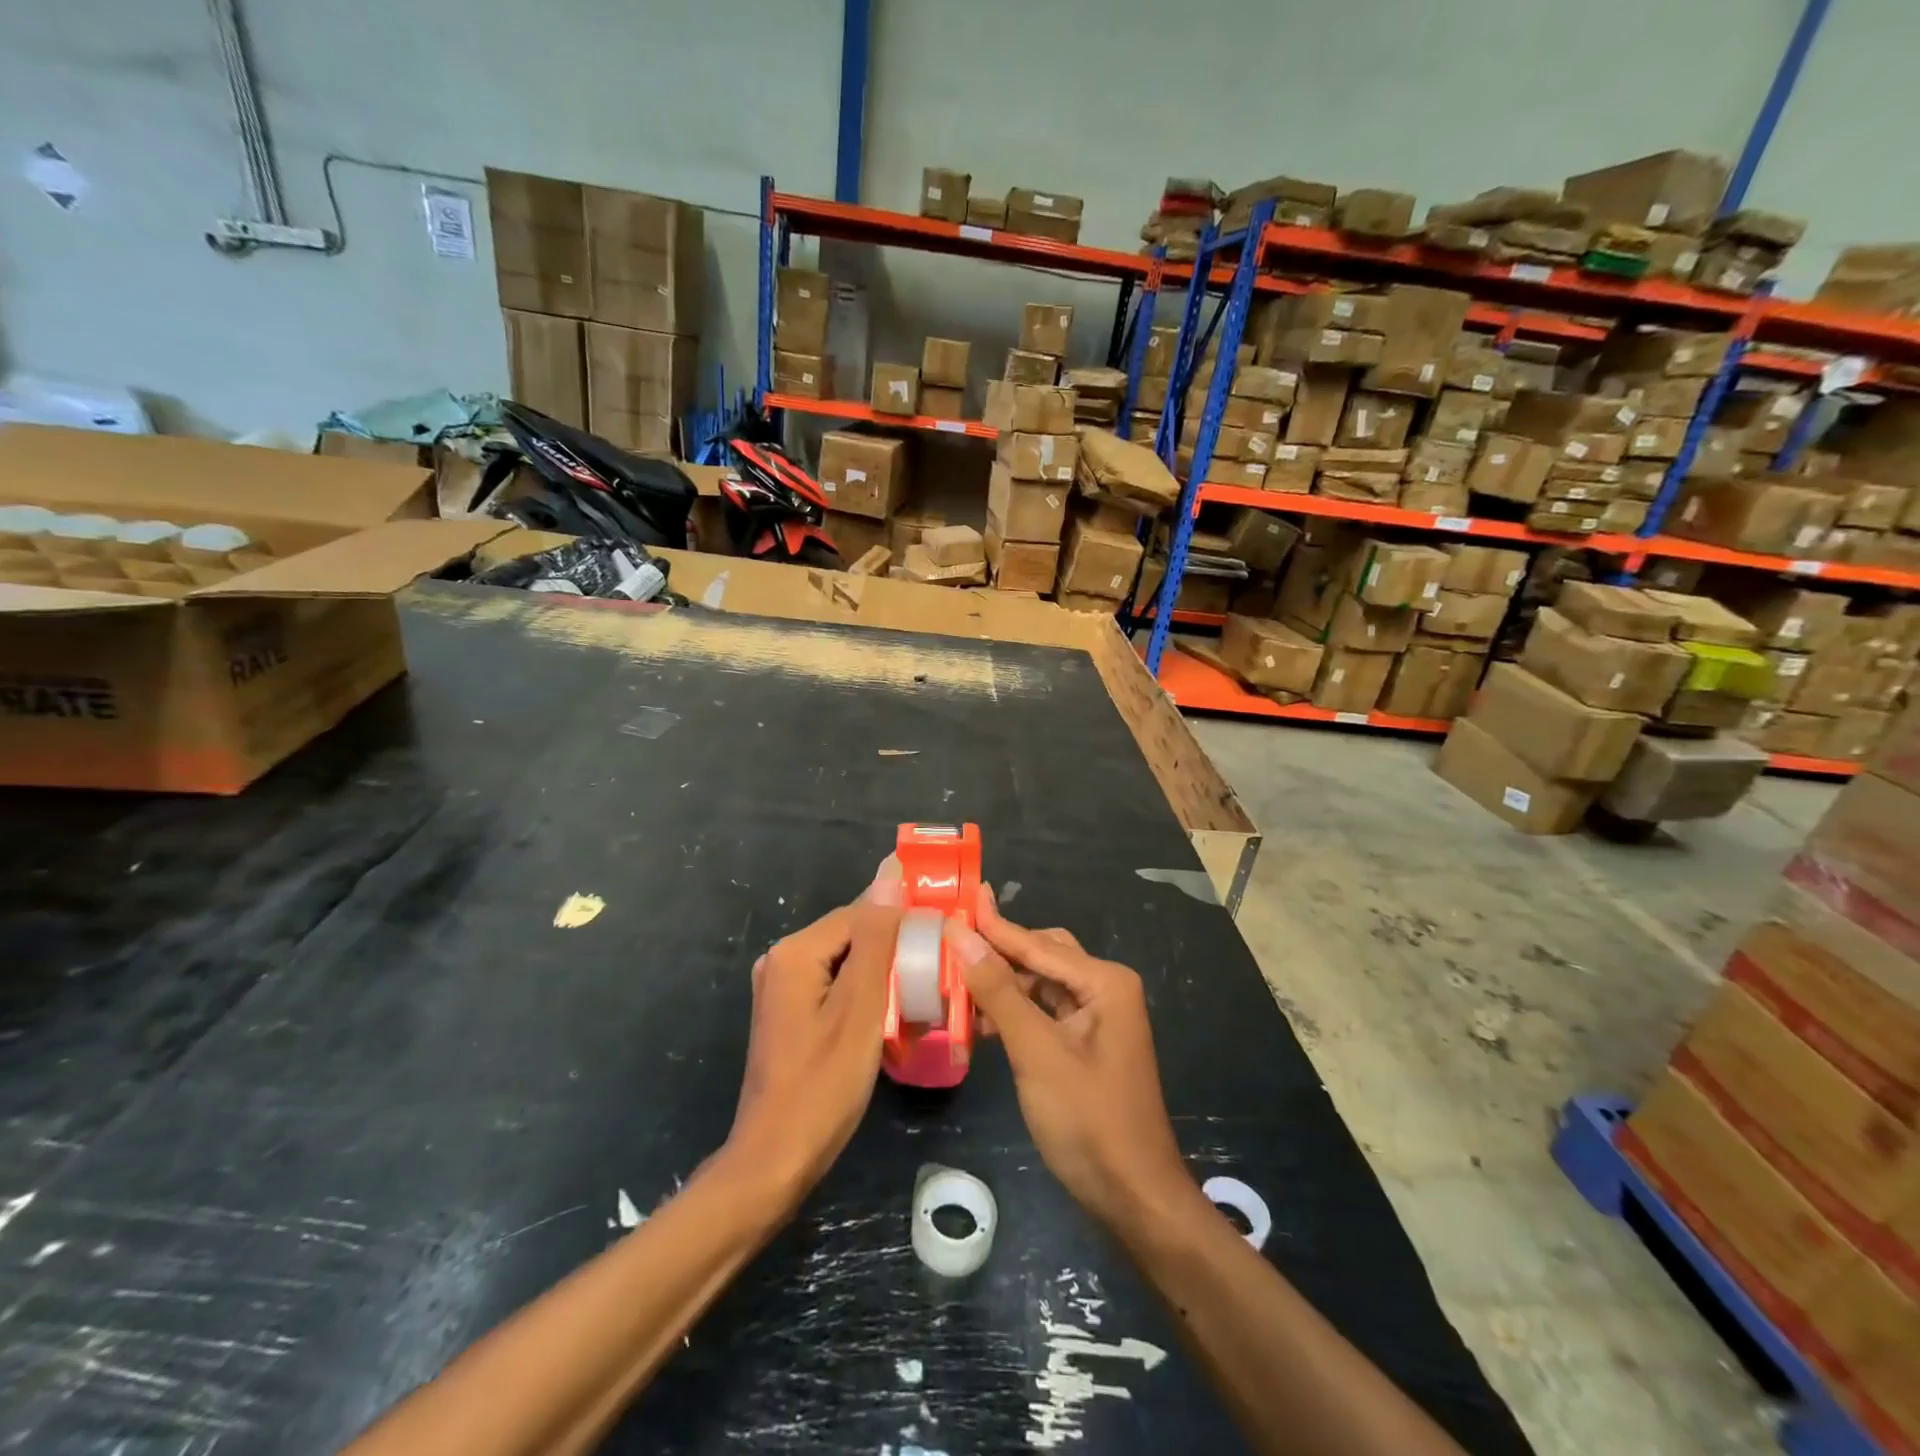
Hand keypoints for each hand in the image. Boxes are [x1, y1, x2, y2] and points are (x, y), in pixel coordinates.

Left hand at [725, 858, 903, 1212]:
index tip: (943, 937)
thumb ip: (876, 939)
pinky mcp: (790, 1013)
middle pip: (851, 935)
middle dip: (893, 948)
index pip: (860, 913)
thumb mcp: (860, 1009)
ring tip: (922, 989)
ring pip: (846, 962)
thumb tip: (889, 874)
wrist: (776, 1161)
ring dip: (882, 972)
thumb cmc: (823, 1085)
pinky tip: (891, 1012)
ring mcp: (782, 989)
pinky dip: (864, 993)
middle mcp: (782, 960)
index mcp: (795, 952)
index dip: (902, 921)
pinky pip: (835, 985)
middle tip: (937, 968)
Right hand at [947, 888, 1193, 1232]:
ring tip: (954, 983)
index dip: (992, 925)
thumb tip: (960, 935)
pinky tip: (980, 1021)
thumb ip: (998, 991)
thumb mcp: (1036, 1051)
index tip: (957, 899)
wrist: (1133, 1197)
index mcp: (1104, 981)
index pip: (1036, 944)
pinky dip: (1014, 1012)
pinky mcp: (1086, 1044)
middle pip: (1041, 956)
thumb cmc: (1088, 1120)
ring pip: (1040, 984)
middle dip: (997, 952)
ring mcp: (1097, 1017)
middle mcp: (1104, 988)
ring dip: (1002, 985)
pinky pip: (1043, 1012)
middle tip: (949, 942)